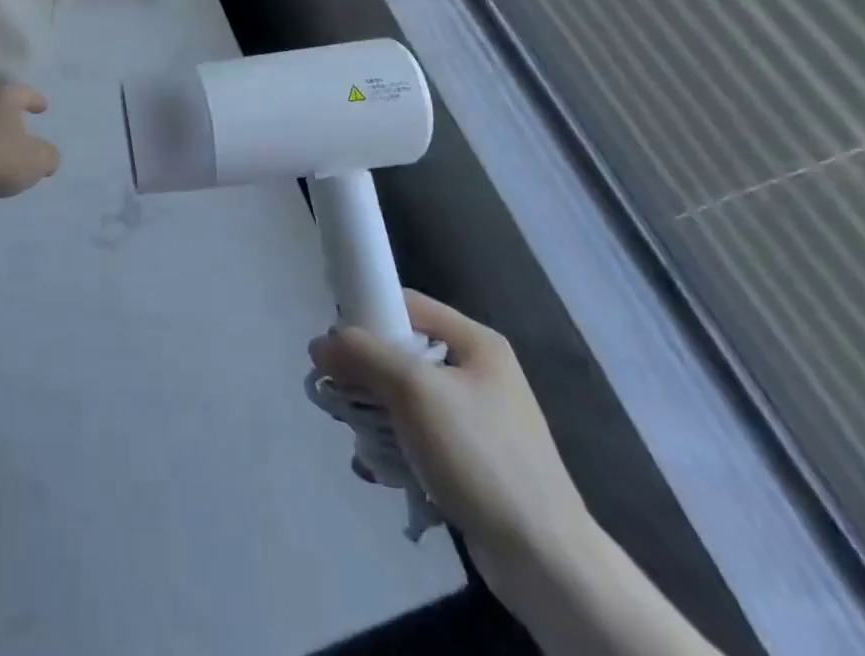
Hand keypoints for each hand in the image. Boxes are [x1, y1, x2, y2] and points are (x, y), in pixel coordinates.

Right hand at [309, 290, 592, 573]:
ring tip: (362, 443)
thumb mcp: (414, 391)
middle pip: (402, 353)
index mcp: (475, 341)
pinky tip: (380, 471)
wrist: (545, 560)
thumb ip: (363, 355)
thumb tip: (319, 343)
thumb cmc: (479, 455)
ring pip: (406, 399)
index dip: (367, 315)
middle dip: (365, 375)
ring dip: (376, 417)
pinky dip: (395, 448)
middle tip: (341, 398)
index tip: (335, 346)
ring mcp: (478, 420)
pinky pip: (420, 438)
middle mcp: (478, 372)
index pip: (407, 304)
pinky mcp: (473, 462)